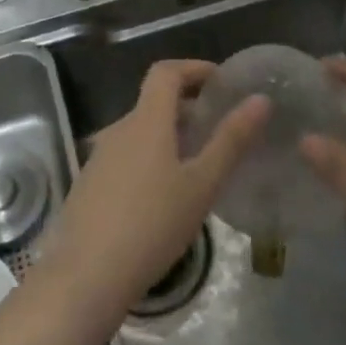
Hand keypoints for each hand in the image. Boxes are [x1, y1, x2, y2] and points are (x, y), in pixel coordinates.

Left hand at [45, 60, 269, 311]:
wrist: (85, 276)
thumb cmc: (152, 224)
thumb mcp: (201, 184)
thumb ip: (231, 140)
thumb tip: (260, 100)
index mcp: (146, 120)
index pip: (166, 72)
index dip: (194, 68)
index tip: (221, 81)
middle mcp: (118, 129)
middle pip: (153, 102)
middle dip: (187, 107)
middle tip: (219, 129)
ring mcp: (99, 158)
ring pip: (140, 132)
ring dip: (169, 136)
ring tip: (198, 165)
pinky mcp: (89, 185)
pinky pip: (126, 156)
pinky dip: (150, 159)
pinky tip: (164, 196)